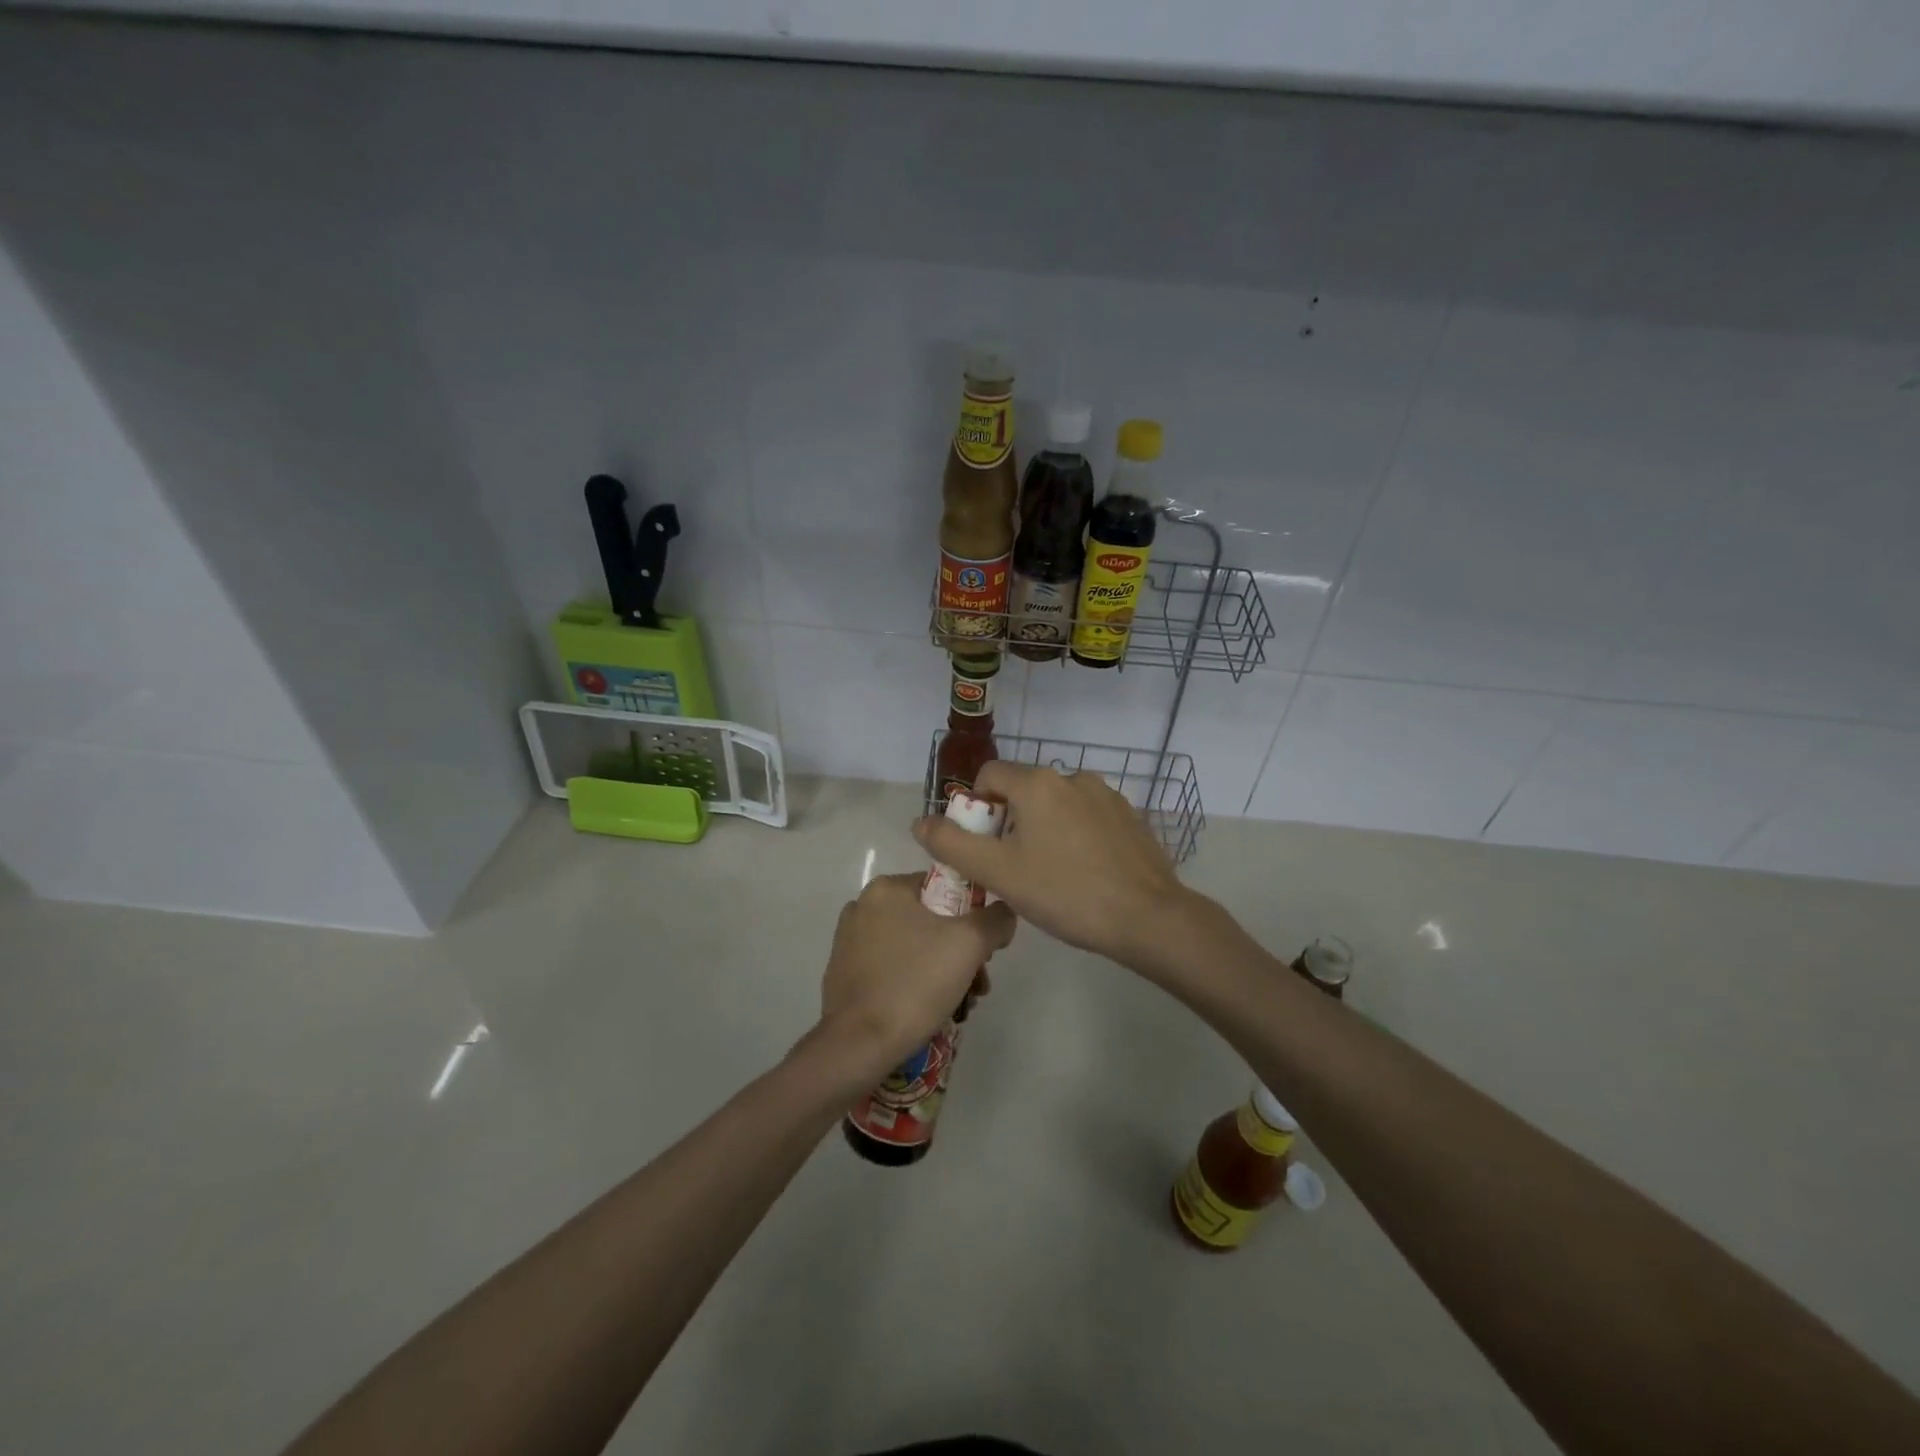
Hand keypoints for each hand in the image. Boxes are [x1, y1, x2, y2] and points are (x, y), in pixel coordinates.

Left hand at [816, 873, 1016, 1084]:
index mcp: (886, 889)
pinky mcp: (845, 975)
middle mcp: (863, 908)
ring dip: (943, 973)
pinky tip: (932, 1013)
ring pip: (914, 948)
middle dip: (961, 954)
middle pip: (931, 922)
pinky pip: (893, 970)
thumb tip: (1002, 913)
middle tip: (977, 986)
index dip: (974, 917)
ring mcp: (850, 942)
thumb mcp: (970, 943)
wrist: (859, 1045)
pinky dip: (916, 985)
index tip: (985, 952)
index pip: (945, 889)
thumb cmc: (915, 983)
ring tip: (961, 1006)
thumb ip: (995, 919)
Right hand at [912, 760, 1190, 968]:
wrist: (1148, 918)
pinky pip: (1087, 818)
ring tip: (1050, 875)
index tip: (984, 848)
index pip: (989, 775)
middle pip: (1023, 790)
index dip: (976, 809)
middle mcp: (1073, 777)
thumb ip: (951, 844)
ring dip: (1043, 830)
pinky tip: (1084, 874)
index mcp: (1038, 782)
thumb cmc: (1065, 892)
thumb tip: (920, 821)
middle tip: (1013, 869)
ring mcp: (1107, 795)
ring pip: (1056, 805)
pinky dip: (1075, 837)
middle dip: (1009, 823)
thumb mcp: (998, 872)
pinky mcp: (1130, 817)